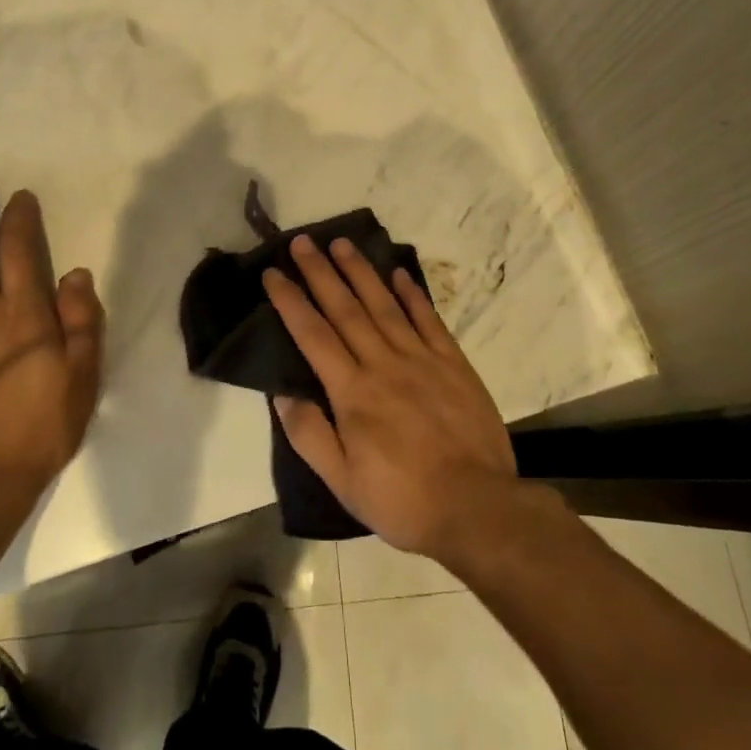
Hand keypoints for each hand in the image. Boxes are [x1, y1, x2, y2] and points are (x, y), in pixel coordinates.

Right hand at [263, 234, 517, 560]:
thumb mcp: (342, 483)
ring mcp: (421, 359)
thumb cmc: (402, 500)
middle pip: (345, 308)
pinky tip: (398, 273)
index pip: (312, 335)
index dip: (290, 301)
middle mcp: (383, 364)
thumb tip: (281, 393)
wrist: (477, 507)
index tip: (273, 273)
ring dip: (360, 272)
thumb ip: (310, 435)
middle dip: (320, 272)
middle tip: (303, 241)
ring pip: (383, 304)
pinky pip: (428, 319)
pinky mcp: (453, 363)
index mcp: (352, 392)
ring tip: (342, 243)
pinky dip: (412, 294)